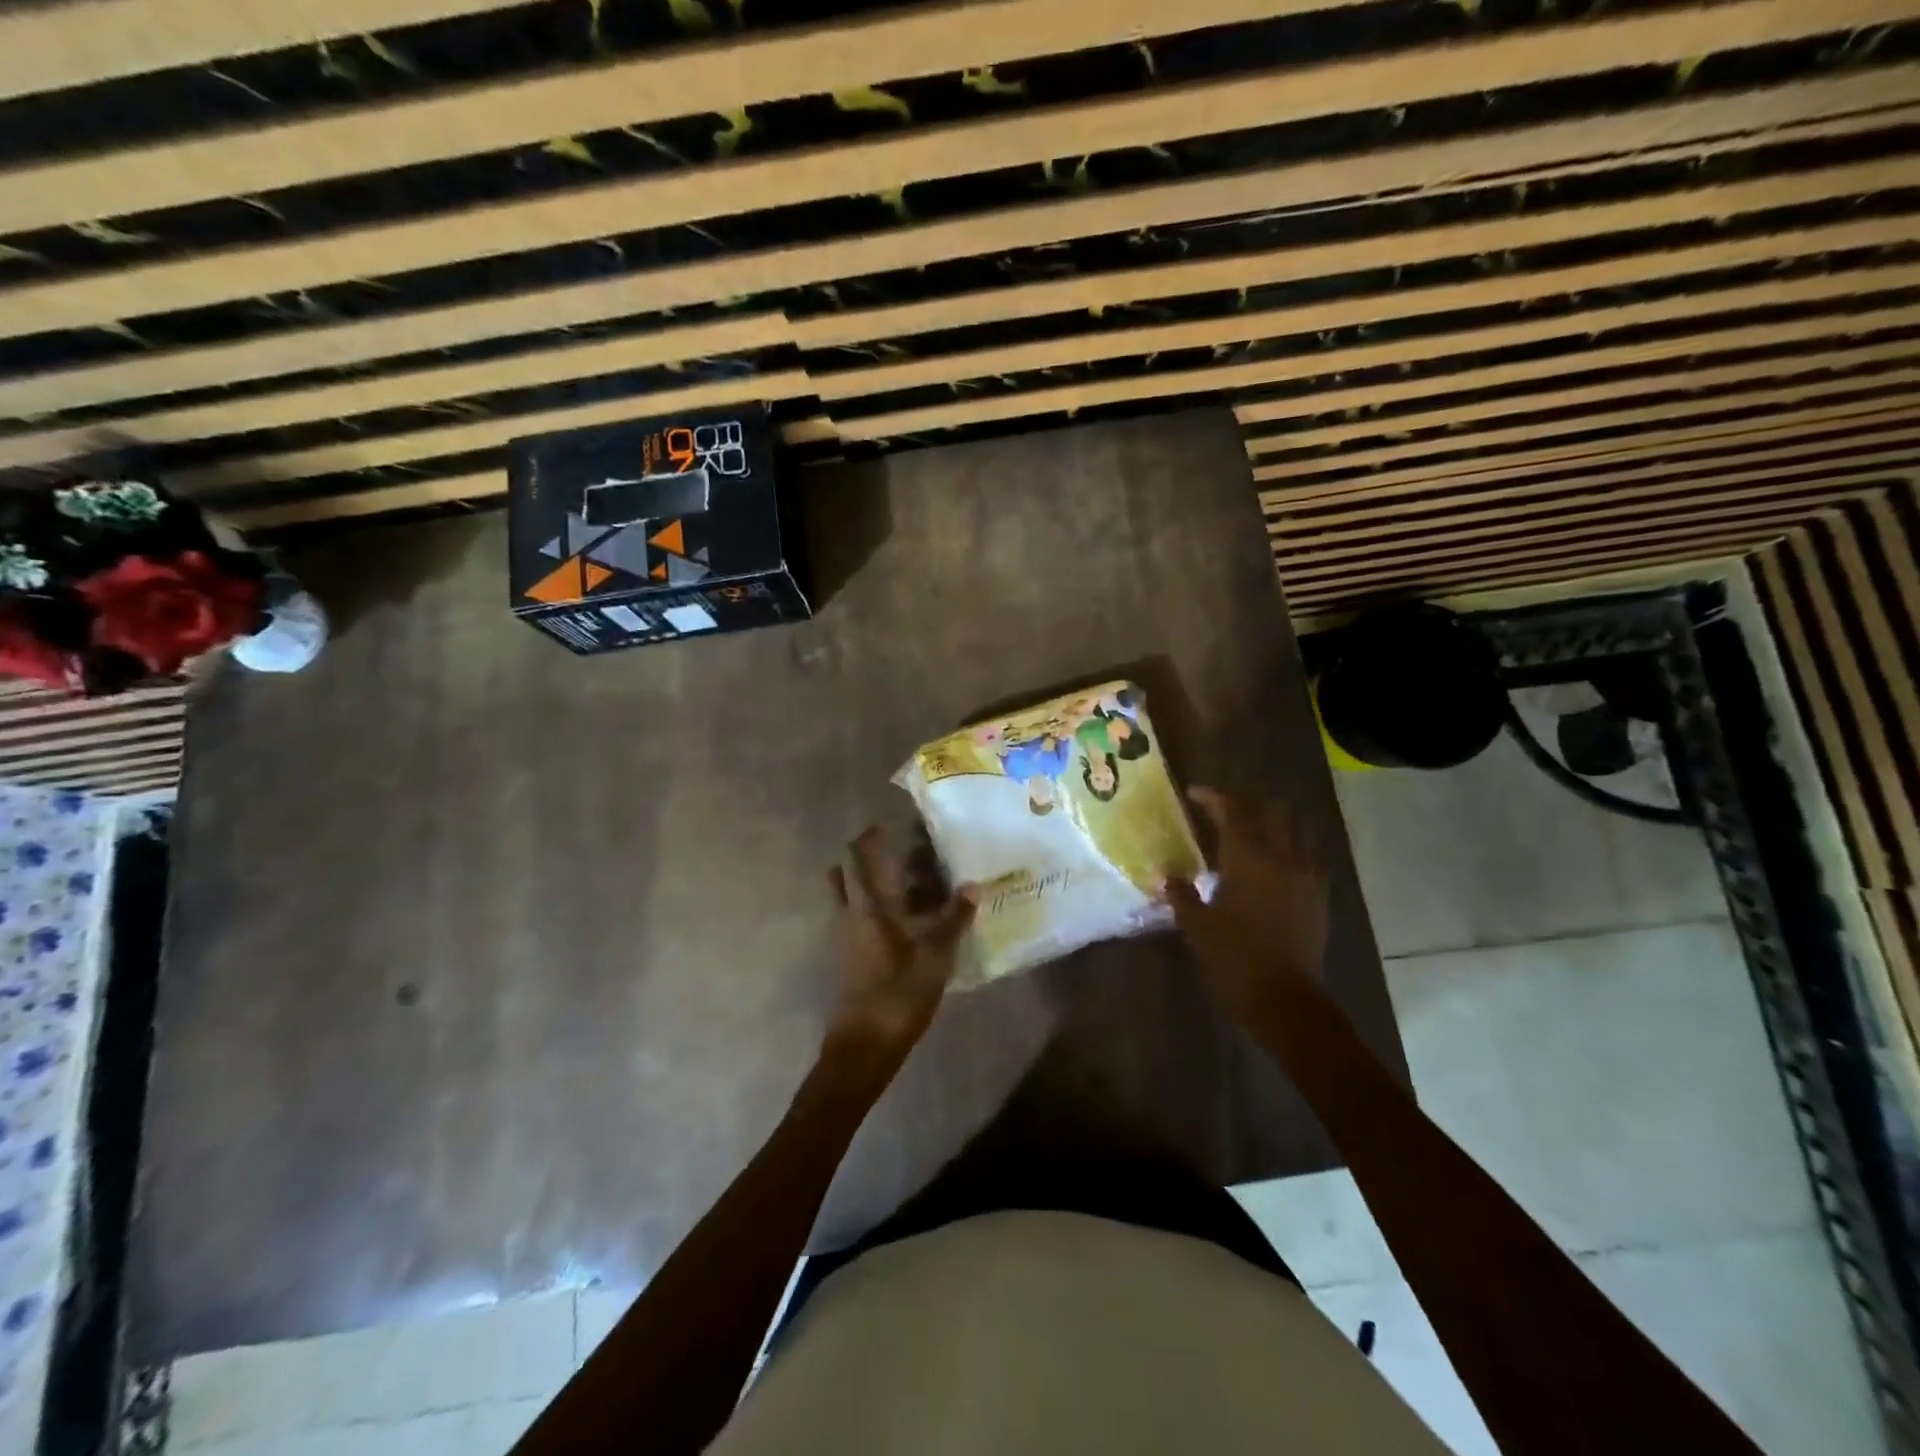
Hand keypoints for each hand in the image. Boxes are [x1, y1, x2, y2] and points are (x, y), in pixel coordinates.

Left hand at [824, 827, 975, 1069]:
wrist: (864, 1045)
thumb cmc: (898, 994)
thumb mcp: (935, 956)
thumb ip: (953, 919)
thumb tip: (972, 886)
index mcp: (866, 907)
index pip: (857, 858)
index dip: (867, 838)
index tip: (886, 825)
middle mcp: (849, 915)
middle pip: (845, 874)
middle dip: (864, 859)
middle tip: (898, 853)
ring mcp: (845, 937)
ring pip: (851, 898)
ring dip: (871, 885)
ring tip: (911, 883)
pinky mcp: (849, 957)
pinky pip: (858, 919)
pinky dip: (875, 910)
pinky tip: (907, 920)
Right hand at [1164, 788, 1330, 1022]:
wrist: (1285, 998)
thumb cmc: (1234, 958)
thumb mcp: (1197, 926)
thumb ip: (1181, 894)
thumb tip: (1166, 875)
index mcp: (1248, 858)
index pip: (1232, 810)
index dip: (1212, 797)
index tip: (1193, 794)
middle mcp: (1281, 856)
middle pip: (1271, 810)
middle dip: (1248, 802)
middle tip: (1225, 809)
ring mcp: (1306, 874)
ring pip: (1296, 828)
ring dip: (1275, 820)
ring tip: (1253, 829)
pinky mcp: (1319, 894)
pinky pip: (1309, 854)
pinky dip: (1292, 846)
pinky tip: (1277, 861)